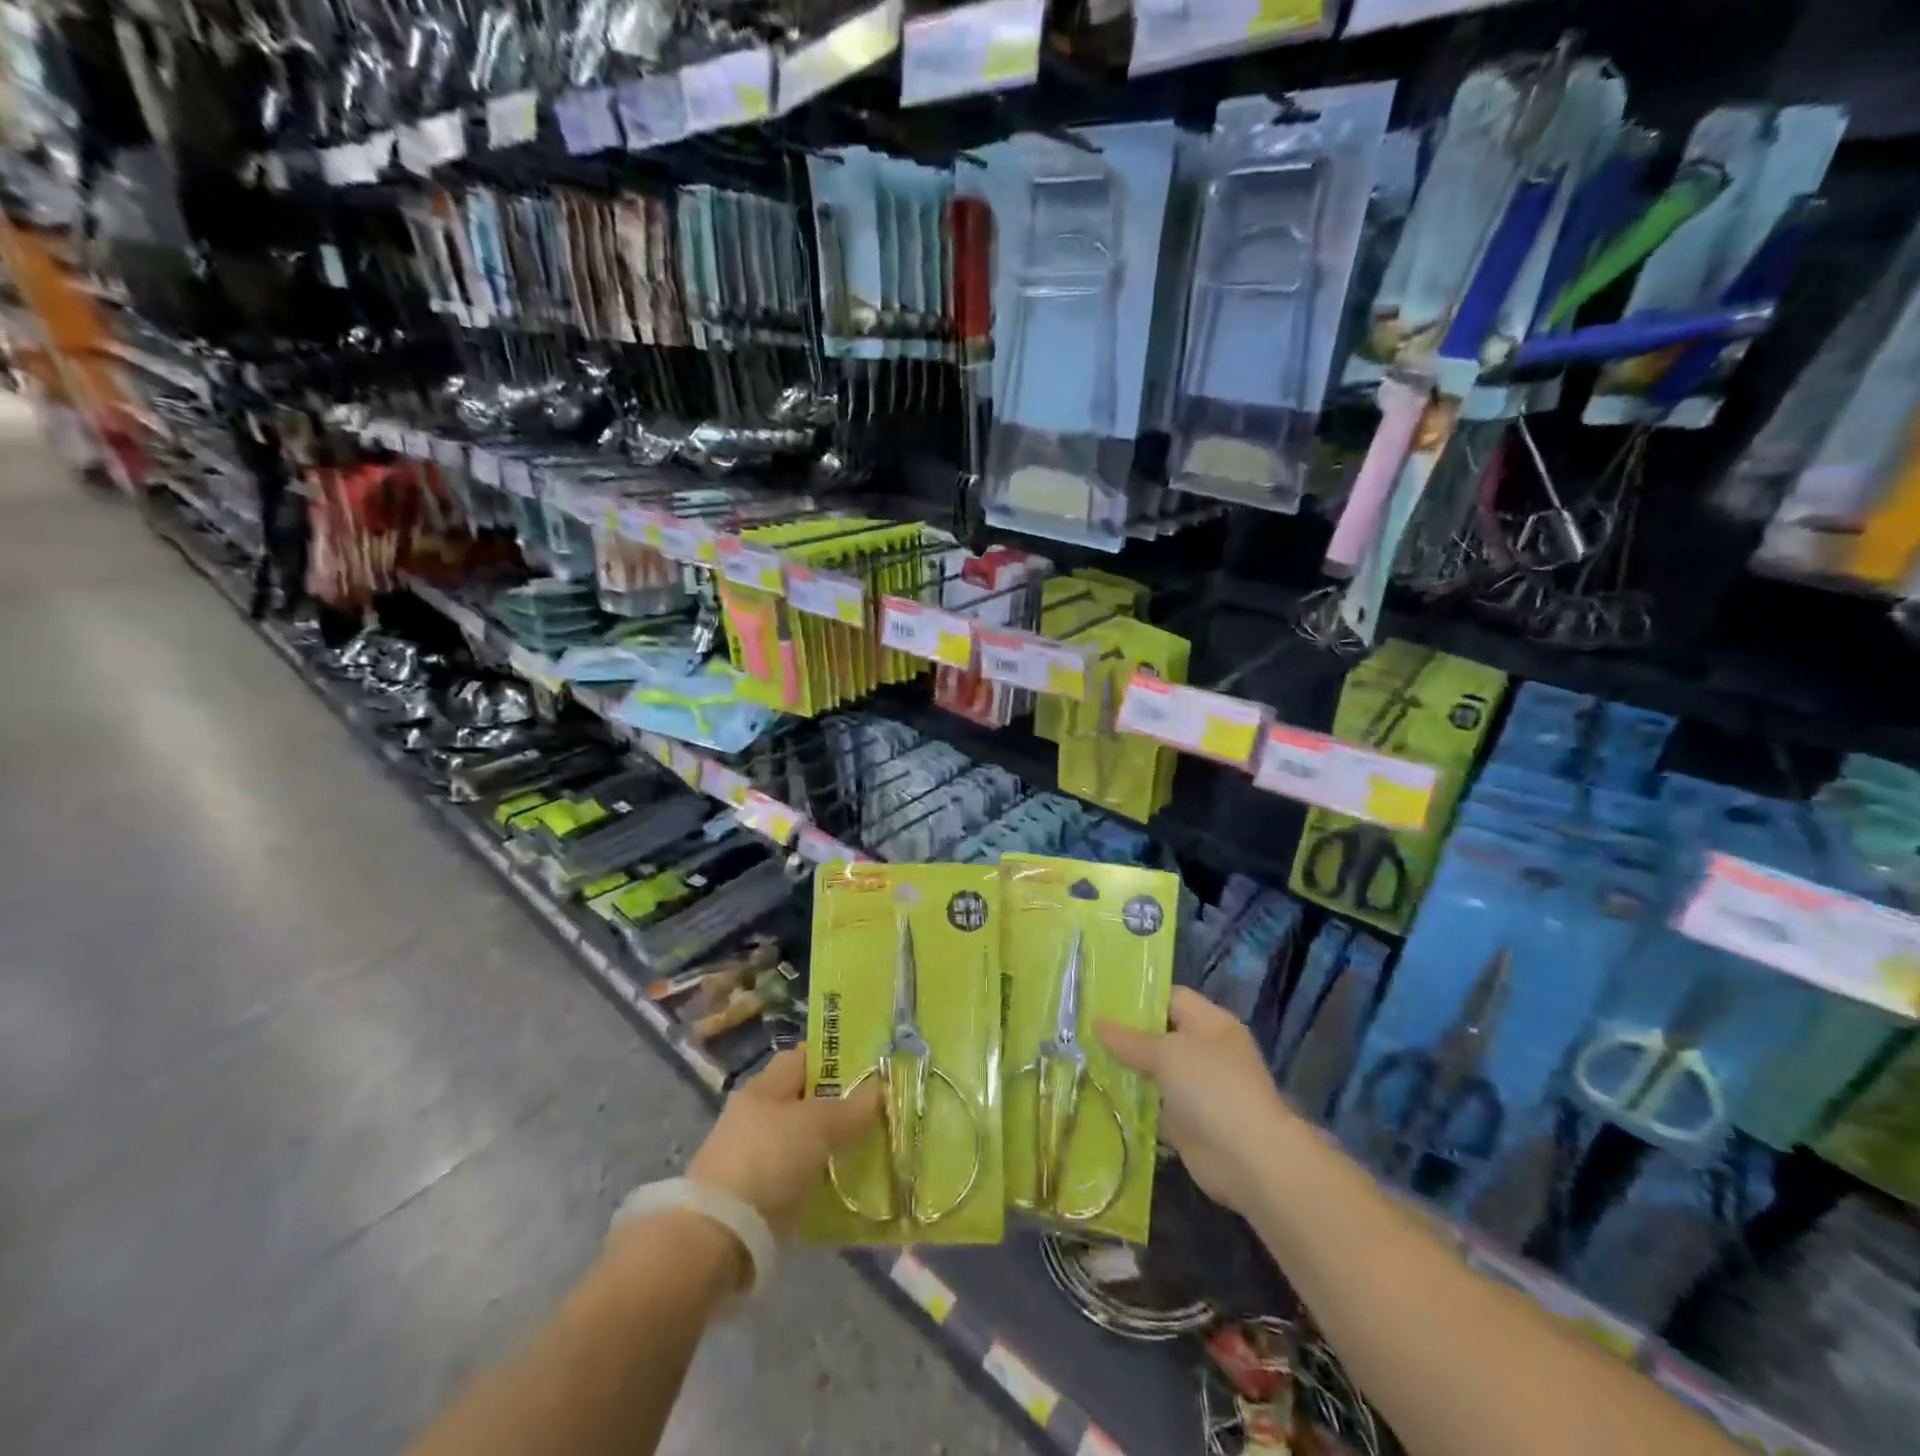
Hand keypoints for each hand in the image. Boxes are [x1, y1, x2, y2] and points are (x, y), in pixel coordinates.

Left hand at [688, 1048, 879, 1238]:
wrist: (717, 1236)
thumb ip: (851, 1107)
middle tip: (875, 1114)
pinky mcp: (752, 1197)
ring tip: (865, 1152)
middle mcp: (754, 1115)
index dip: (832, 1060)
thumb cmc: (768, 1160)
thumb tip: (879, 1088)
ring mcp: (750, 1157)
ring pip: (799, 1141)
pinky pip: (793, 1178)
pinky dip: (814, 1180)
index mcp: (764, 1087)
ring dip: (826, 1147)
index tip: (867, 1070)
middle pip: (802, 1101)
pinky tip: (839, 1188)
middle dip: (836, 1107)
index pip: (801, 1059)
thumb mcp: (817, 1126)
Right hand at [1098, 987, 1290, 1217]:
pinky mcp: (1189, 1120)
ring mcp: (1199, 1087)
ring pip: (1155, 1070)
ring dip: (1127, 1069)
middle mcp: (1206, 1050)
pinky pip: (1155, 1102)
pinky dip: (1134, 1100)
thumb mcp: (1166, 1054)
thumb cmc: (1211, 1088)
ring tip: (1085, 1057)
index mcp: (1211, 1023)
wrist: (1248, 1160)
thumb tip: (1097, 1022)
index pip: (1170, 997)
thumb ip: (1130, 1040)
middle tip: (1085, 1030)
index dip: (1138, 997)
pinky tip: (1101, 1093)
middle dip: (1126, 1034)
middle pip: (1161, 1034)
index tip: (1102, 999)